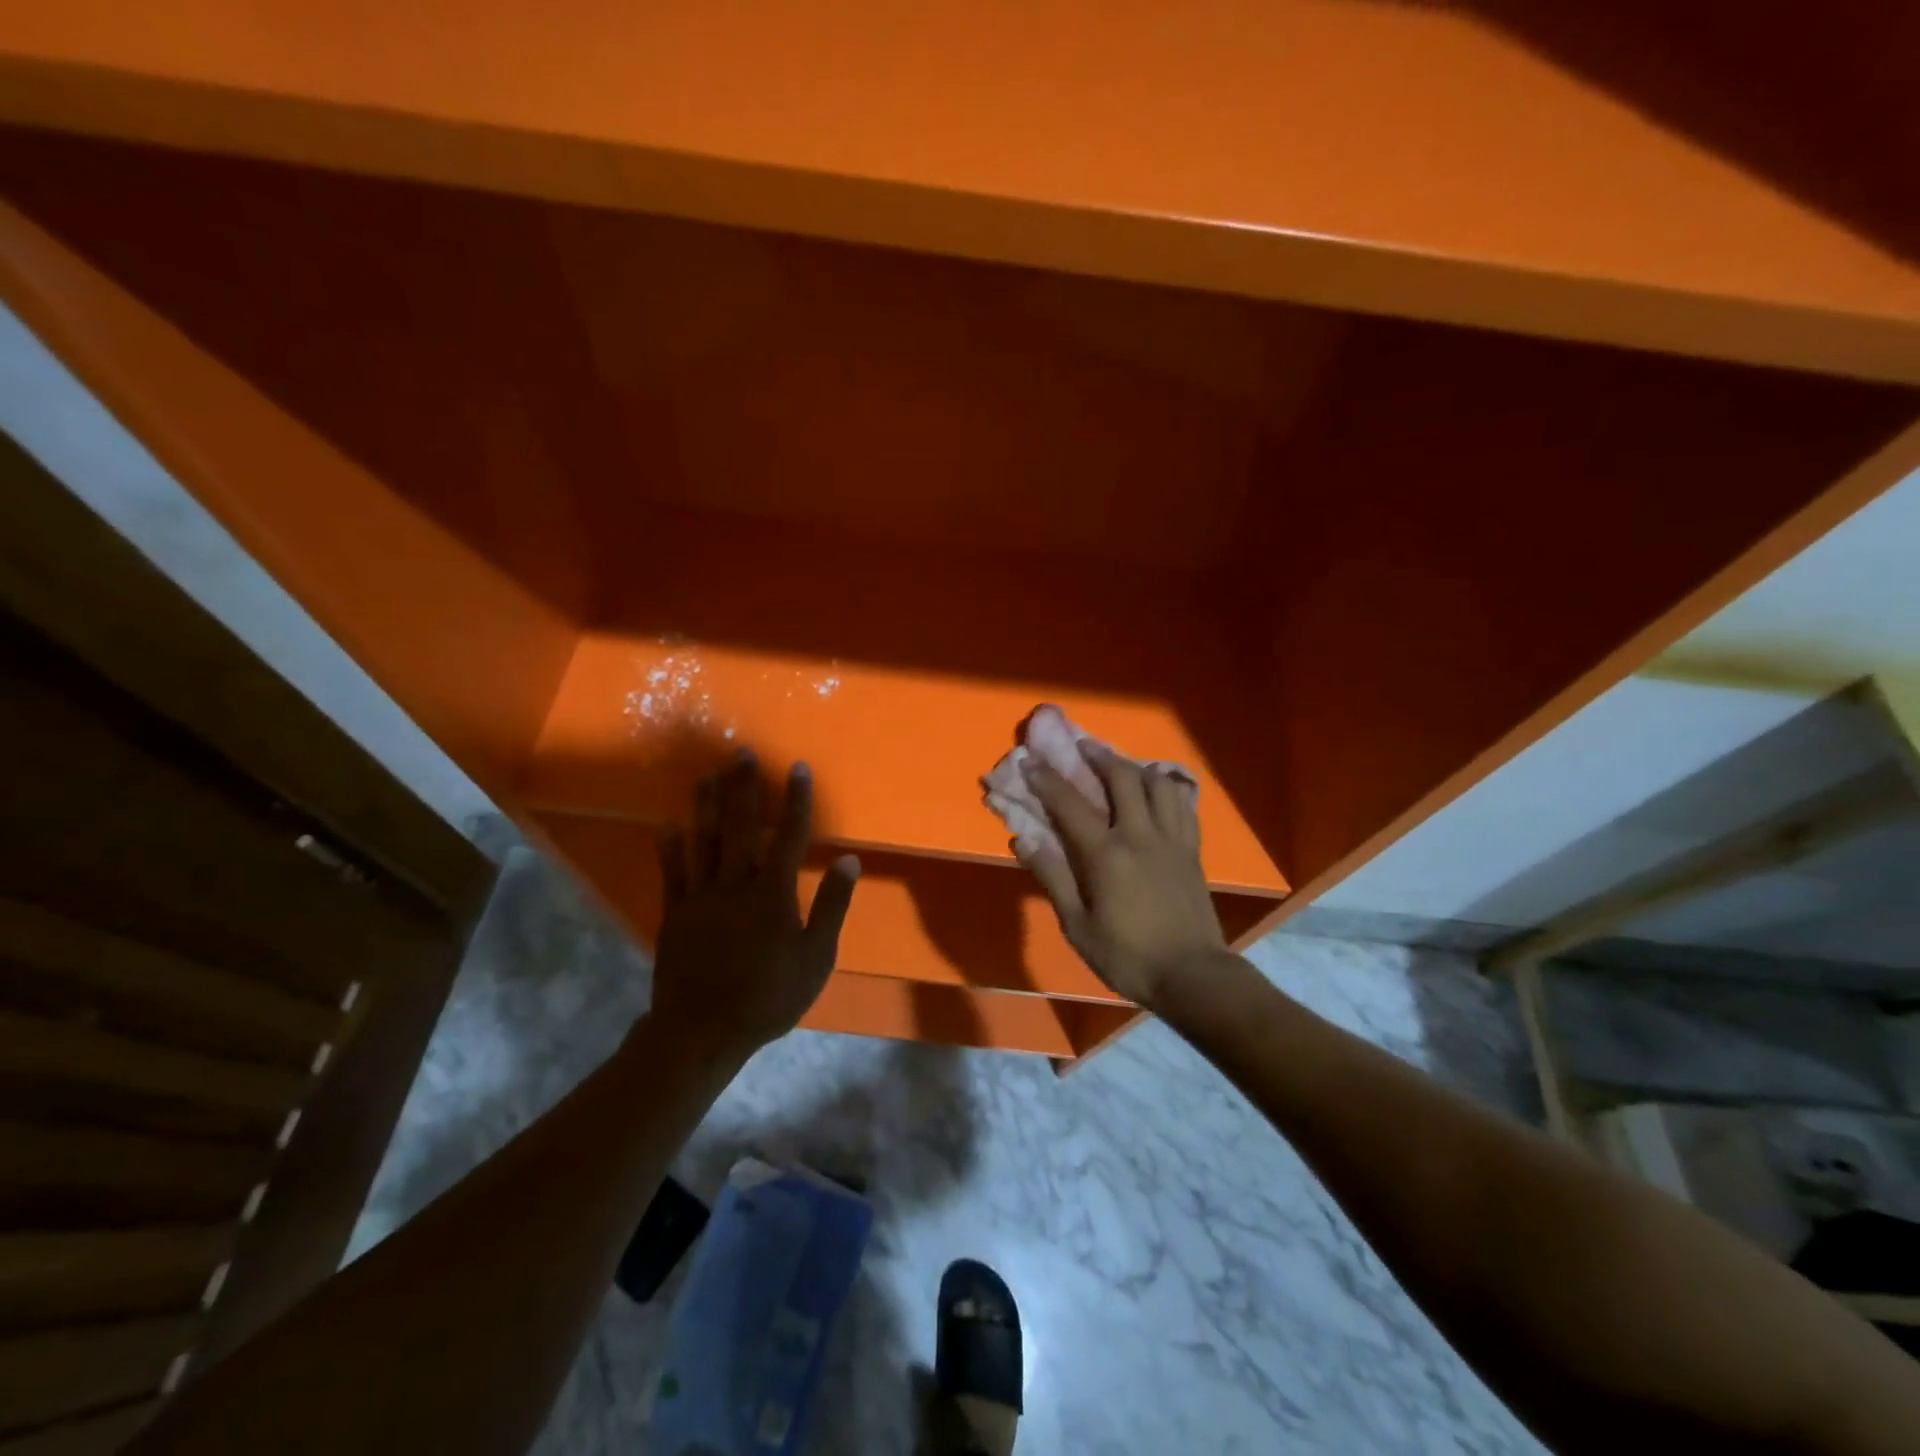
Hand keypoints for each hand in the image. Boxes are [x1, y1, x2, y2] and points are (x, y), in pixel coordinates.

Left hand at [647, 751, 859, 1059]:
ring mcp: (701, 895)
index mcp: (773, 891)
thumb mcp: (816, 956)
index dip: (797, 799)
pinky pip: (672, 871)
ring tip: (707, 774)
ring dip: (707, 804)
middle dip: (744, 787)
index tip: (797, 767)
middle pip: (742, 825)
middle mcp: (736, 882)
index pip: (791, 834)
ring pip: (704, 839)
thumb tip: (850, 860)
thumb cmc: (769, 995)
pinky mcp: (676, 912)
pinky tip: (666, 824)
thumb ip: (832, 905)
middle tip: (741, 753)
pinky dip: (669, 846)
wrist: (703, 1029)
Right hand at [1017, 743, 1227, 1008]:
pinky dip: (1167, 788)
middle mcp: (1140, 835)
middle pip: (1122, 778)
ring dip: (1135, 766)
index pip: (1070, 804)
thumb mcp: (1078, 926)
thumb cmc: (1128, 956)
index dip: (1047, 779)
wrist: (1194, 976)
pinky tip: (1158, 790)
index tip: (1030, 759)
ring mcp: (1172, 839)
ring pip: (1158, 784)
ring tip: (1121, 764)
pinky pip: (1183, 805)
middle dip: (1098, 755)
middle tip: (1082, 745)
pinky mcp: (1192, 850)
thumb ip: (1053, 877)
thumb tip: (1025, 838)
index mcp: (1106, 854)